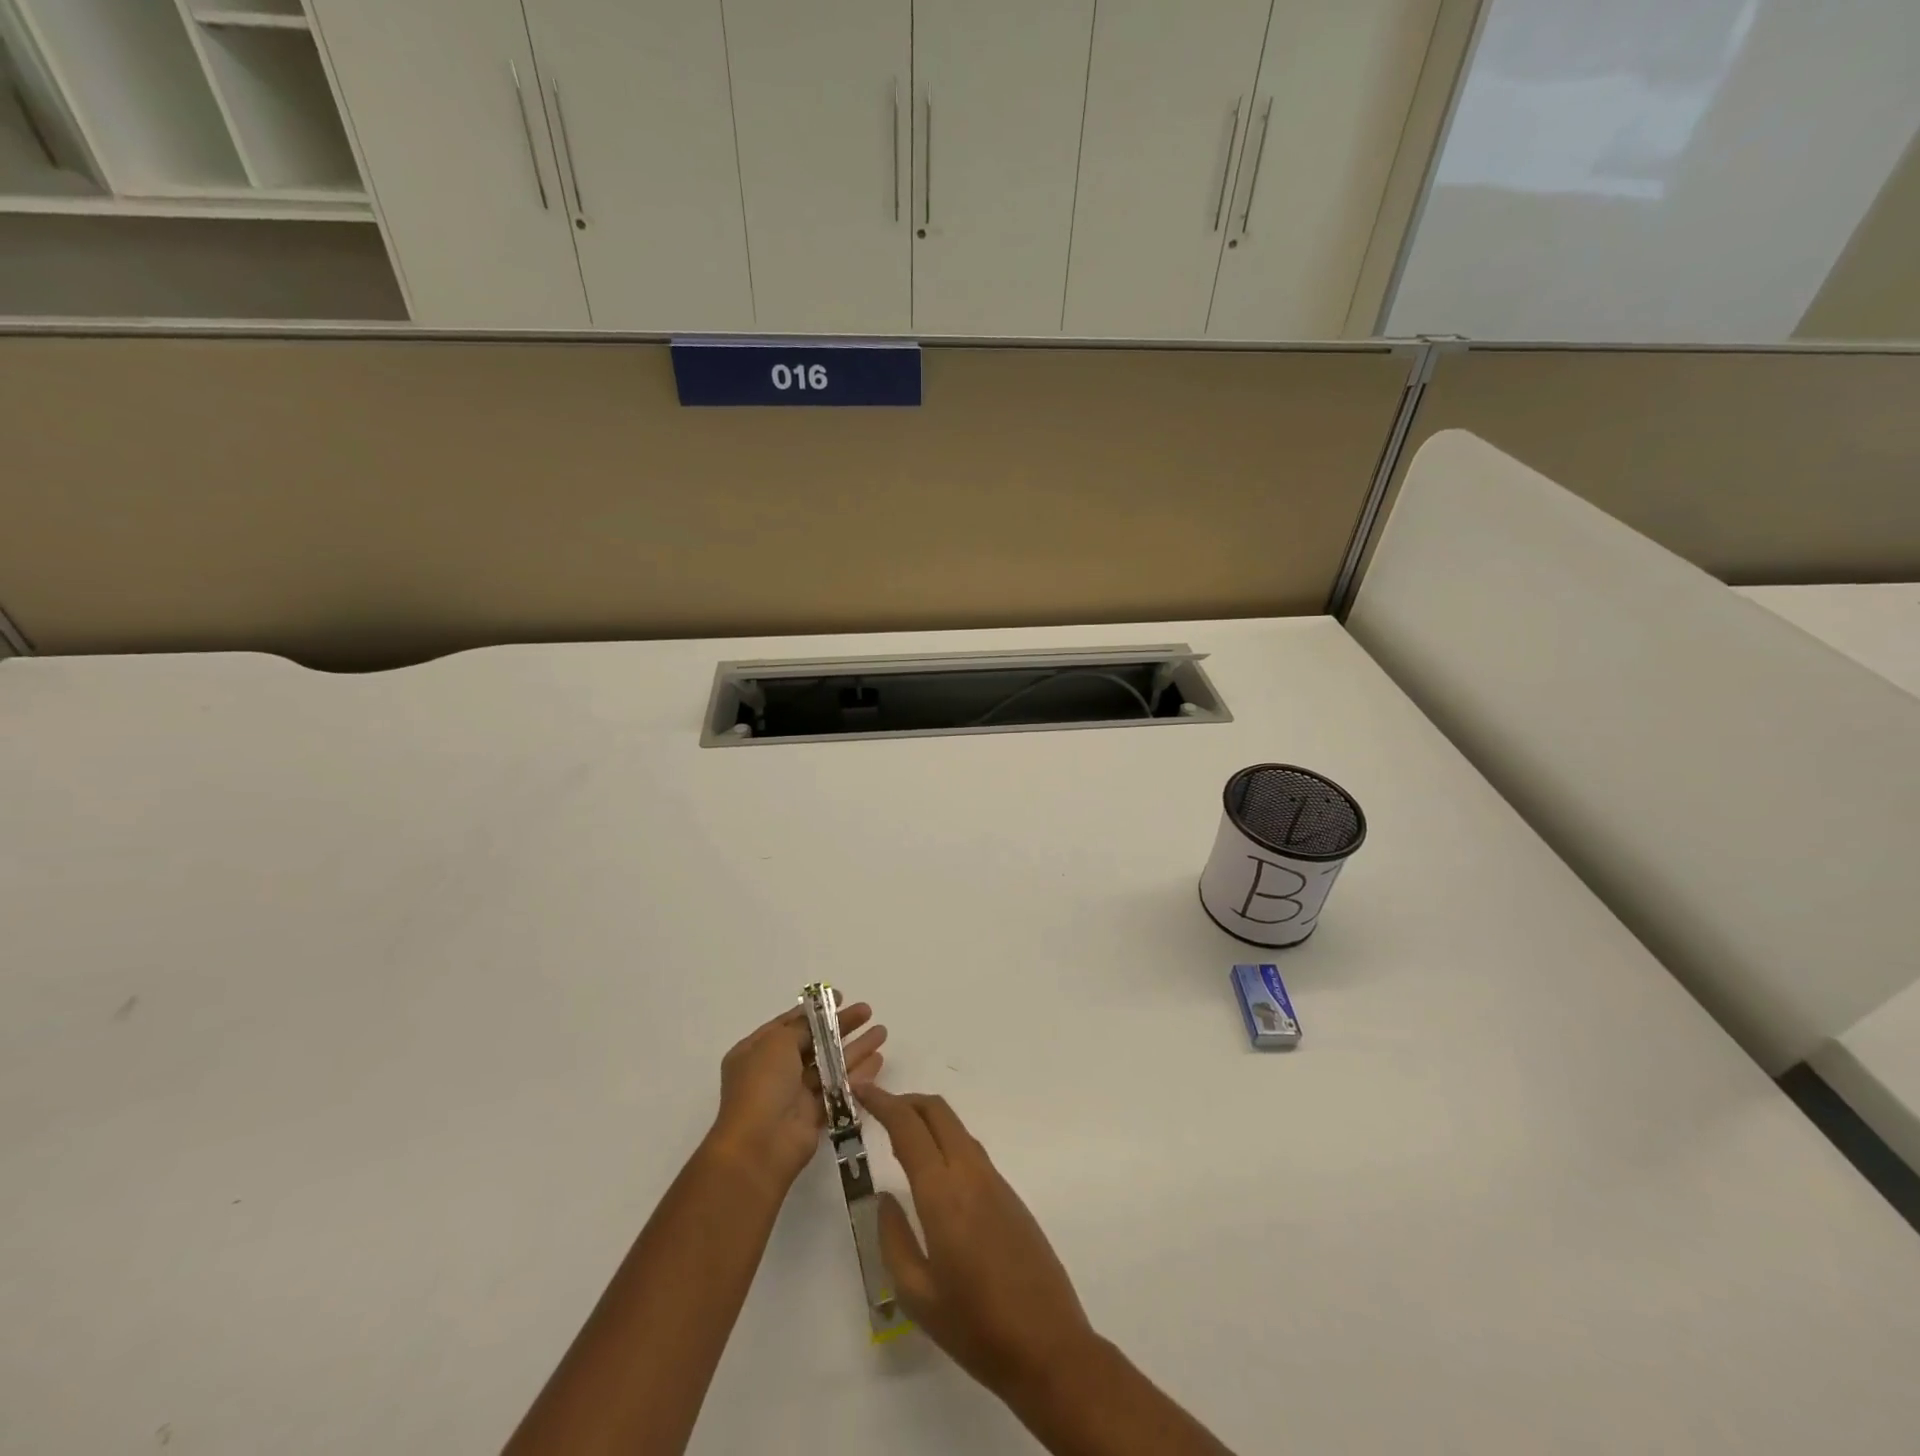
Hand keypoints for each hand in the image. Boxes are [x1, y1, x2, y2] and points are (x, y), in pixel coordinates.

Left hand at [707, 998, 886, 1193]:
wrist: (760, 1145)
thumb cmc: (763, 1085)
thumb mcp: (778, 1042)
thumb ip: (802, 1027)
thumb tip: (815, 1021)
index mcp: (756, 1050)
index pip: (789, 1023)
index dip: (815, 1011)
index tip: (840, 998)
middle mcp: (774, 1071)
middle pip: (813, 1042)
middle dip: (841, 1027)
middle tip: (867, 1012)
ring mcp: (793, 1095)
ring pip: (830, 1065)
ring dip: (855, 1049)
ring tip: (882, 1032)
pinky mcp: (813, 1116)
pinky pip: (838, 1089)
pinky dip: (857, 1075)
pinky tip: (878, 1061)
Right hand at [860, 1086, 1098, 1400]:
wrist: (1048, 1346)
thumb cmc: (975, 1327)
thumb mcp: (917, 1295)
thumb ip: (894, 1239)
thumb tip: (884, 1198)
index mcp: (943, 1192)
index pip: (908, 1126)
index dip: (883, 1102)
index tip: (861, 1092)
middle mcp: (970, 1173)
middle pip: (937, 1111)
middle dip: (906, 1101)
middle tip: (878, 1112)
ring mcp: (994, 1181)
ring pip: (956, 1128)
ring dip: (927, 1121)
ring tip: (900, 1143)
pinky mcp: (1009, 1194)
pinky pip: (971, 1151)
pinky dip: (946, 1142)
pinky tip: (934, 1174)